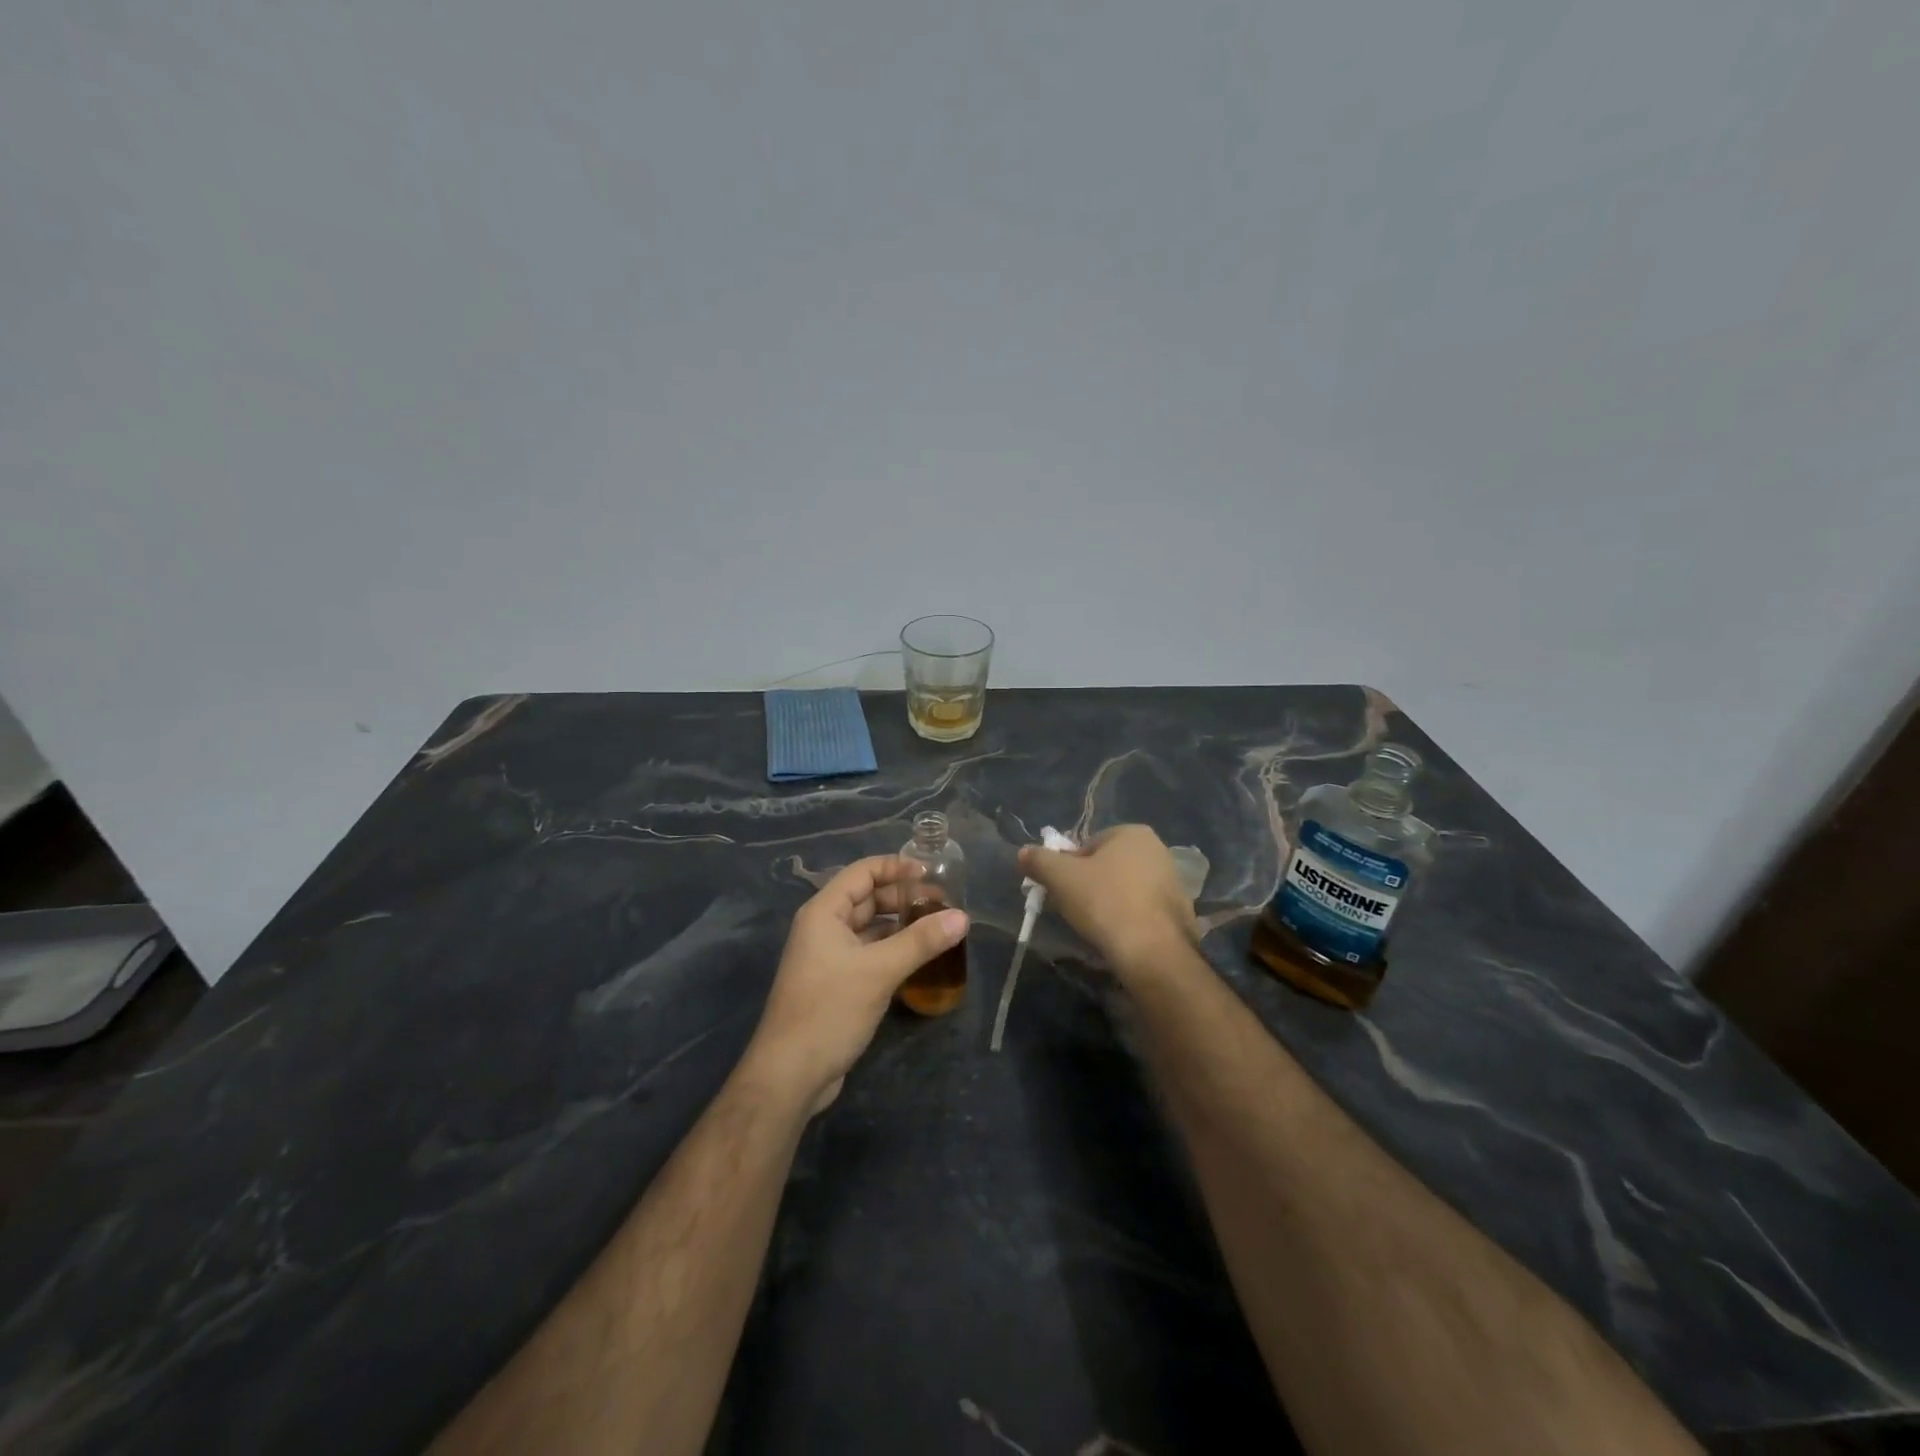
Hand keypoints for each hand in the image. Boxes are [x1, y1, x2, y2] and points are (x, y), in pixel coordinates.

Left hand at [744, 855, 968, 1114]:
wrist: (790, 1074)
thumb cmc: (830, 1009)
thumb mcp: (879, 971)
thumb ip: (921, 941)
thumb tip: (962, 916)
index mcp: (824, 912)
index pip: (862, 872)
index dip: (896, 867)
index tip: (931, 873)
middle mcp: (823, 928)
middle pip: (867, 898)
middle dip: (903, 897)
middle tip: (943, 904)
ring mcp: (828, 957)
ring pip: (869, 928)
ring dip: (900, 925)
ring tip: (938, 927)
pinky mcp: (836, 983)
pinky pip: (868, 953)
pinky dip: (892, 949)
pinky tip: (919, 958)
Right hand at [1017, 825, 1197, 976]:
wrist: (1154, 952)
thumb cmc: (1105, 903)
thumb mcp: (1061, 878)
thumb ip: (1039, 860)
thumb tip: (1023, 852)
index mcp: (1132, 833)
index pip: (1087, 845)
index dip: (1068, 868)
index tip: (1061, 891)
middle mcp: (1157, 850)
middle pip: (1107, 865)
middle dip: (1088, 884)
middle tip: (1074, 909)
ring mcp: (1173, 881)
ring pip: (1125, 887)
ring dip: (1108, 902)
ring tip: (1095, 927)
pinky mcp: (1179, 910)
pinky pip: (1142, 909)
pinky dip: (1128, 918)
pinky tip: (1118, 936)